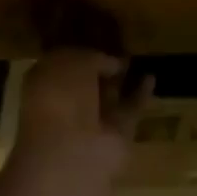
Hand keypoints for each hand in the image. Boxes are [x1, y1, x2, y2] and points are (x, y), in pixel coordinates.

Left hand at [11, 48, 152, 187]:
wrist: (70, 153)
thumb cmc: (61, 97)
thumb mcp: (74, 61)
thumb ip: (93, 58)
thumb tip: (113, 63)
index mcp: (45, 83)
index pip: (64, 65)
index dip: (81, 54)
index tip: (100, 42)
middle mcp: (65, 105)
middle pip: (86, 85)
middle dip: (101, 72)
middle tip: (121, 55)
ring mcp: (90, 125)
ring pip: (107, 100)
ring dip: (121, 84)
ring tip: (138, 64)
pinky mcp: (115, 138)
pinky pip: (129, 110)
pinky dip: (140, 95)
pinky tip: (151, 77)